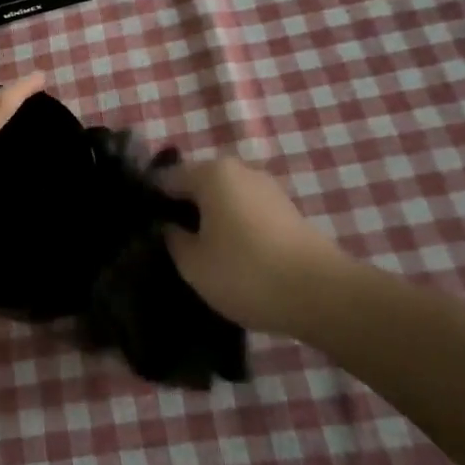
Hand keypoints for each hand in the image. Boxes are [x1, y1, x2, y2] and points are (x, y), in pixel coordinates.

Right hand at [156, 158, 354, 336]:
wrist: (322, 295)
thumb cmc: (246, 273)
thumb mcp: (193, 263)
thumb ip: (172, 239)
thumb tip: (169, 227)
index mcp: (211, 173)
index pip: (167, 178)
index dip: (151, 201)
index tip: (142, 227)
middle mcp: (240, 170)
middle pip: (198, 184)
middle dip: (183, 208)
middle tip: (169, 242)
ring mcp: (268, 189)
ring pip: (225, 198)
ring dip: (210, 218)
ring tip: (200, 252)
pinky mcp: (288, 211)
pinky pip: (247, 211)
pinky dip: (234, 227)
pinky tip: (231, 255)